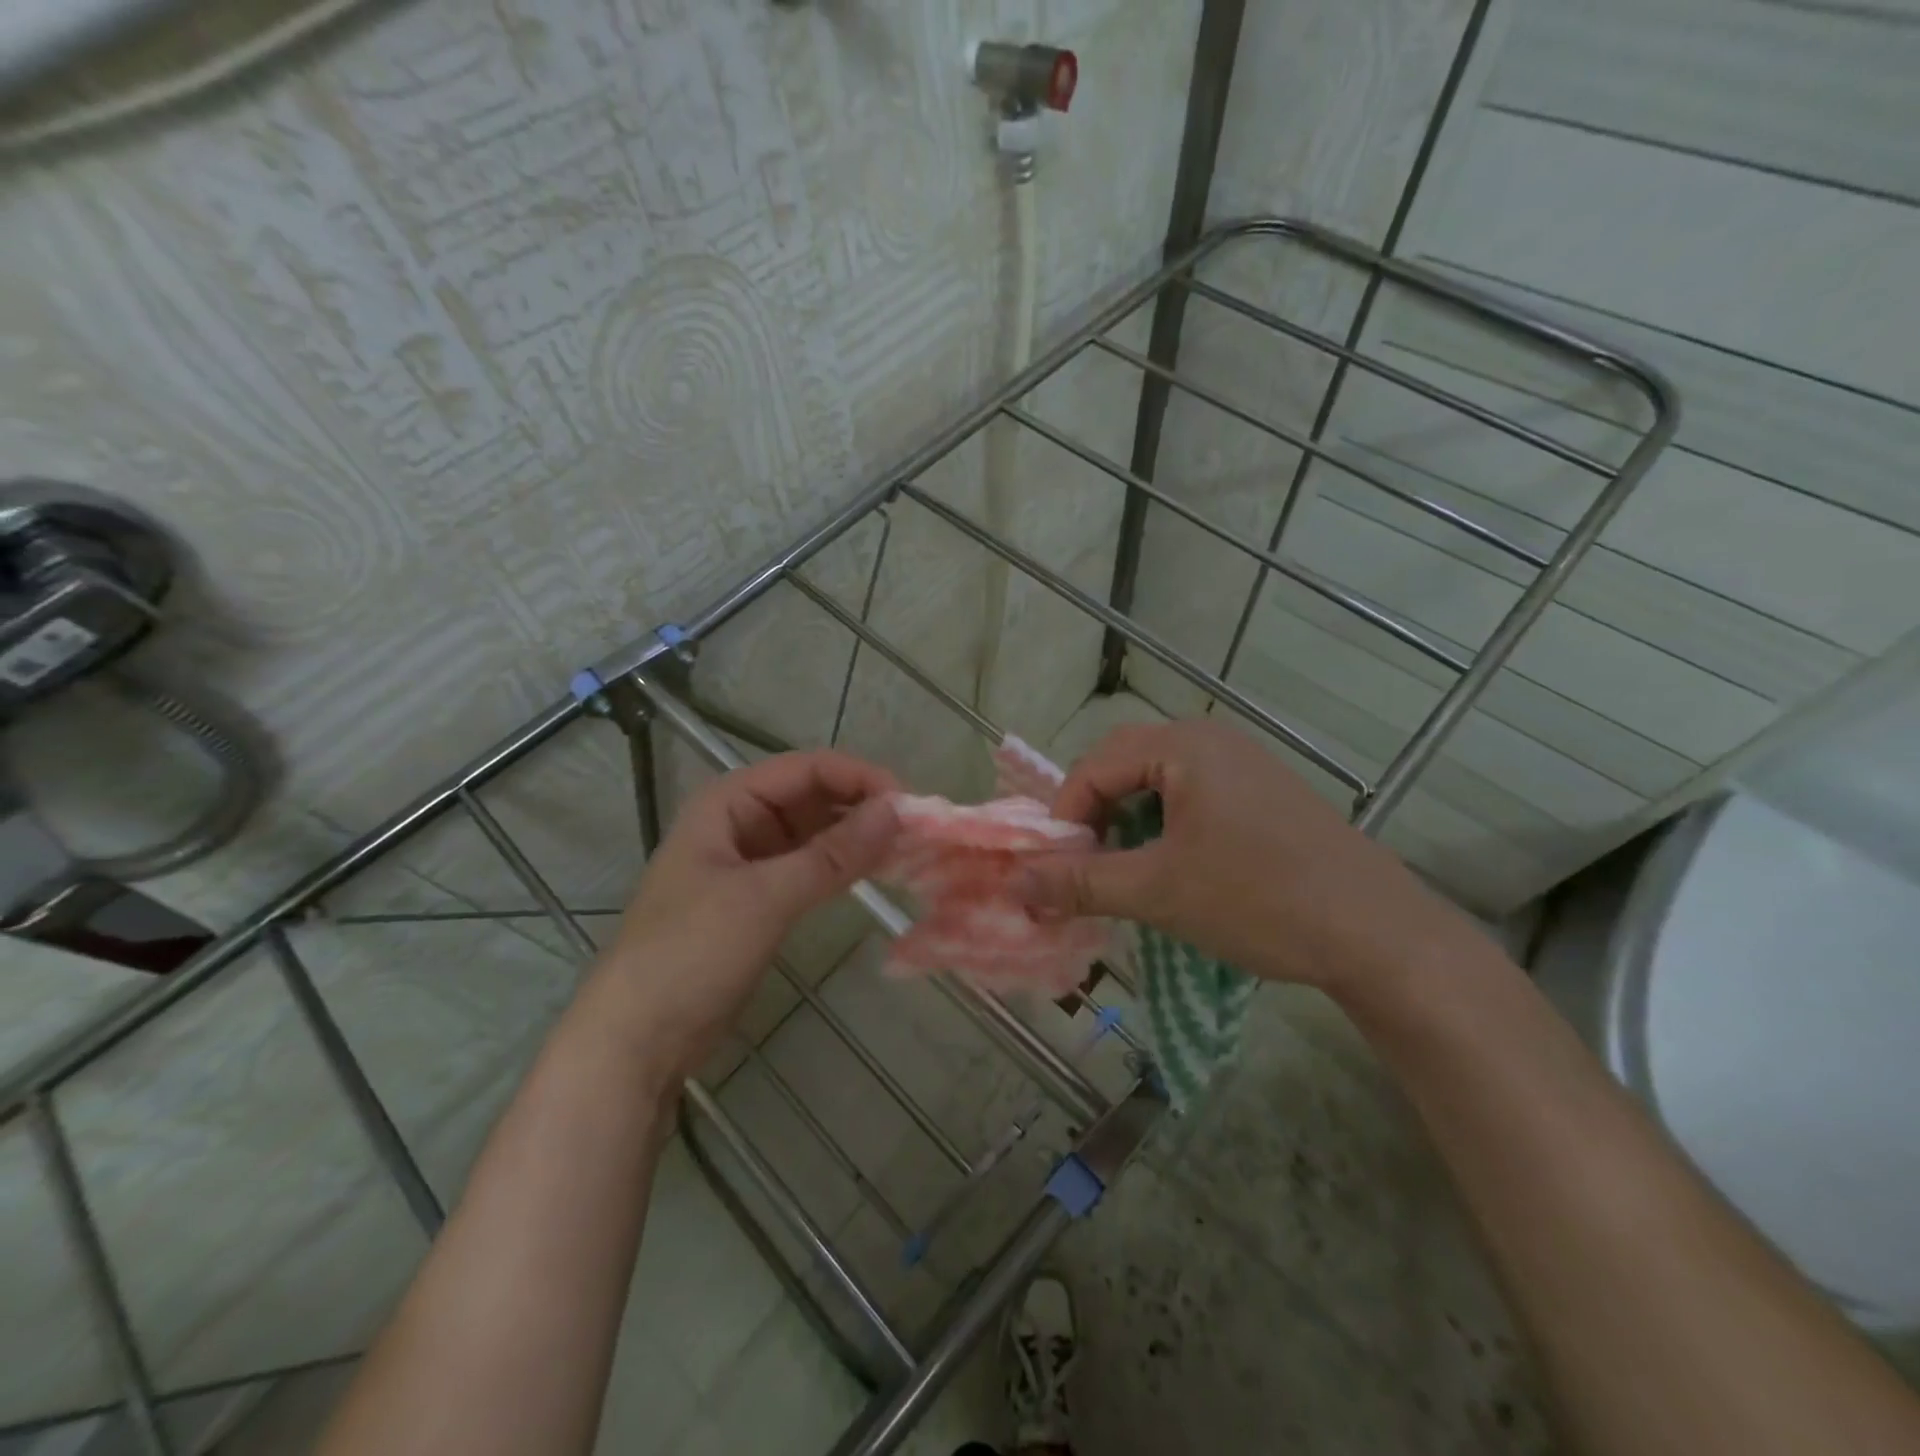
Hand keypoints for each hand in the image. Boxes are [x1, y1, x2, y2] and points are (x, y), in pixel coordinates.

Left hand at [597, 750, 898, 1080]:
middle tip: (916, 829)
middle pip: (812, 796)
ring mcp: (749, 863)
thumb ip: (833, 854)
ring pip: (813, 833)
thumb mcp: (765, 897)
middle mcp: (739, 823)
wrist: (636, 1038)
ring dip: (855, 836)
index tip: (908, 802)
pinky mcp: (758, 900)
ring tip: (907, 848)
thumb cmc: (691, 952)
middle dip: (861, 806)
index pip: (806, 769)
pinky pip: (808, 867)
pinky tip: (875, 871)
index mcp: (729, 802)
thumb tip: (896, 810)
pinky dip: (841, 867)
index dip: (859, 777)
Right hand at [1013, 720, 1488, 1001]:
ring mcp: (1243, 763)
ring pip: (1156, 781)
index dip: (1065, 817)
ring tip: (1120, 869)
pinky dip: (1162, 825)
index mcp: (1185, 745)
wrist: (1379, 935)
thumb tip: (1014, 886)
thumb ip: (1080, 883)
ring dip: (1127, 821)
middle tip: (1083, 865)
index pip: (1094, 766)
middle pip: (1123, 764)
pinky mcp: (1262, 792)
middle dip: (1093, 815)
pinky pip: (1191, 794)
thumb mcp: (1158, 892)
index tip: (1055, 869)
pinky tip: (1168, 865)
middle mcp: (1212, 739)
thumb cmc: (1259, 900)